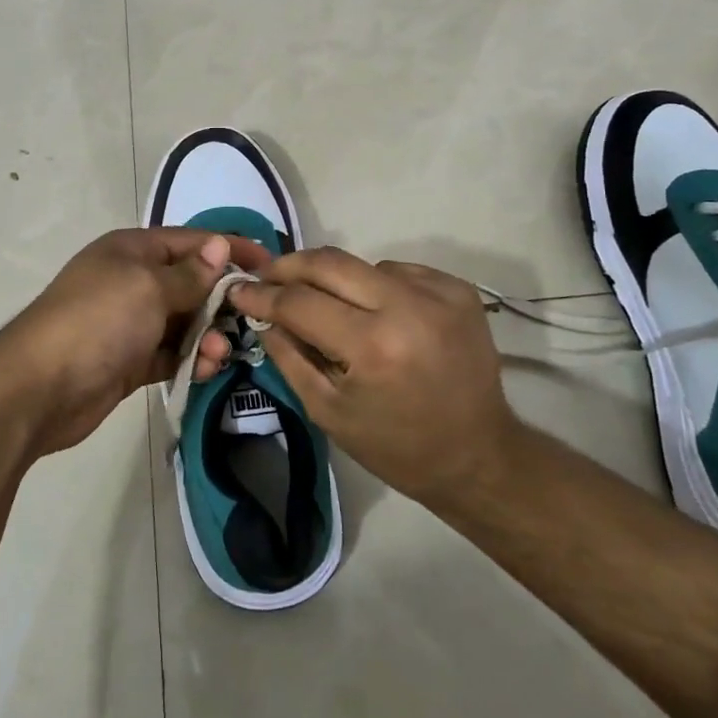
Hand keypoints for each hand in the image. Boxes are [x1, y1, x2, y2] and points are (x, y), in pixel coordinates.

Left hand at [0, 228, 272, 457]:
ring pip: (183, 322)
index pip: (192, 242)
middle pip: (190, 282)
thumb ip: (189, 274)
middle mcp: (132, 281)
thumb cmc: (98, 321)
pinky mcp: (129, 360)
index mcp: (132, 251)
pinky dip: (190, 359)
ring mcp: (130, 323)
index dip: (230, 249)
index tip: (269, 263)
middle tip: (251, 317)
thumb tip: (218, 248)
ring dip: (207, 334)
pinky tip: (206, 369)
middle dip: (221, 299)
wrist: (39, 387)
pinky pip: (171, 353)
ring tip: (220, 353)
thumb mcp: (148, 288)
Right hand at [226, 249, 521, 507]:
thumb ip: (289, 355)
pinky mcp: (458, 289)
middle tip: (266, 277)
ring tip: (326, 307)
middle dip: (289, 266)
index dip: (262, 294)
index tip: (238, 290)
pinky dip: (374, 286)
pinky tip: (375, 313)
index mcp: (373, 347)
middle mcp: (408, 307)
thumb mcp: (327, 411)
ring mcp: (438, 292)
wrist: (478, 455)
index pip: (300, 302)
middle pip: (329, 262)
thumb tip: (262, 314)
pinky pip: (396, 271)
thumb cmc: (396, 446)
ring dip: (334, 280)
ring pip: (362, 265)